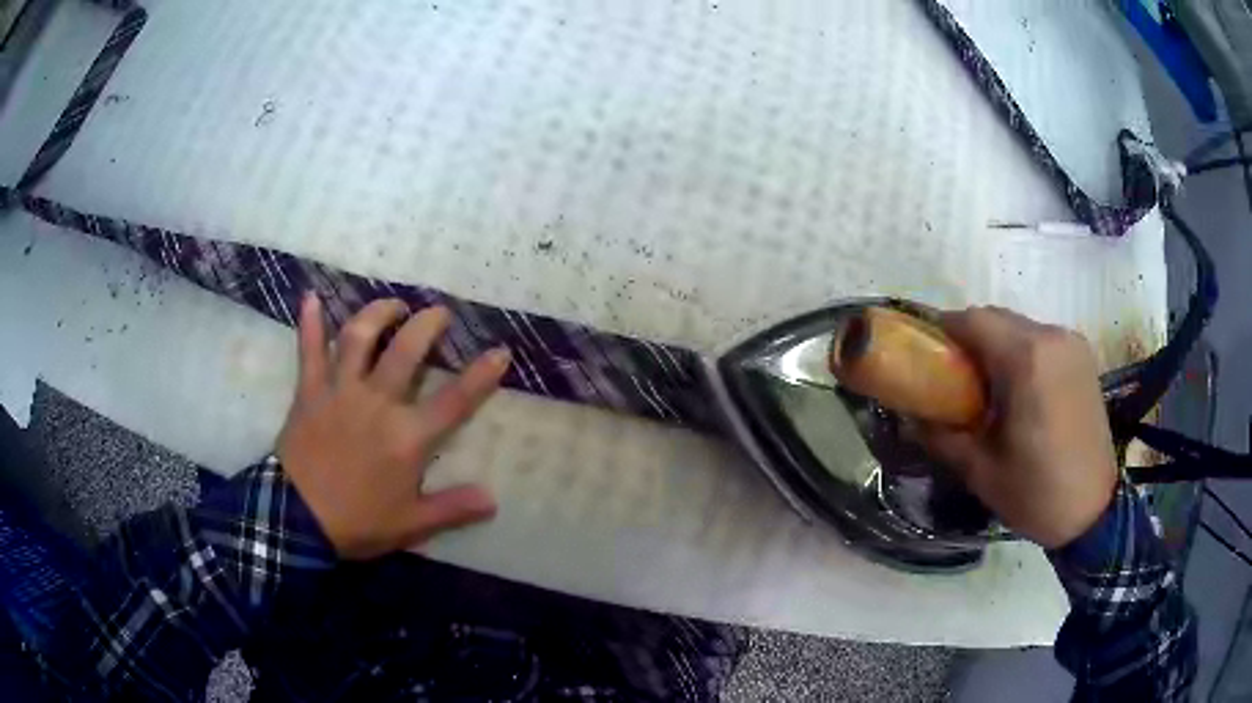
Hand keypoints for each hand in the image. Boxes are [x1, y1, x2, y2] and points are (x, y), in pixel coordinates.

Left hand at [278, 293, 510, 559]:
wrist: (298, 520)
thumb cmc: (358, 522)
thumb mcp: (411, 524)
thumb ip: (453, 508)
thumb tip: (493, 499)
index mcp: (407, 436)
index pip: (455, 401)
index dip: (481, 375)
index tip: (500, 350)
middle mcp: (378, 402)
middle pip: (407, 351)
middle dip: (428, 325)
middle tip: (439, 312)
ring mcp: (341, 391)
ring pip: (360, 337)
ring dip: (378, 313)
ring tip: (393, 304)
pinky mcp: (310, 391)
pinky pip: (310, 350)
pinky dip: (311, 323)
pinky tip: (311, 297)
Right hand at [919, 307, 1116, 548]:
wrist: (1094, 510)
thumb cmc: (1036, 493)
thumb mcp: (980, 471)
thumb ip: (941, 435)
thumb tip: (910, 416)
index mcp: (1025, 359)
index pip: (972, 320)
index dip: (942, 331)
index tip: (926, 356)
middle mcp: (1050, 337)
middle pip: (996, 318)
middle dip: (968, 340)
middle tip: (952, 379)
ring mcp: (1071, 344)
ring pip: (1019, 327)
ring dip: (996, 346)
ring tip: (987, 389)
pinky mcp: (1083, 356)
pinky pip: (1041, 339)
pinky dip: (1021, 353)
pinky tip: (1019, 390)